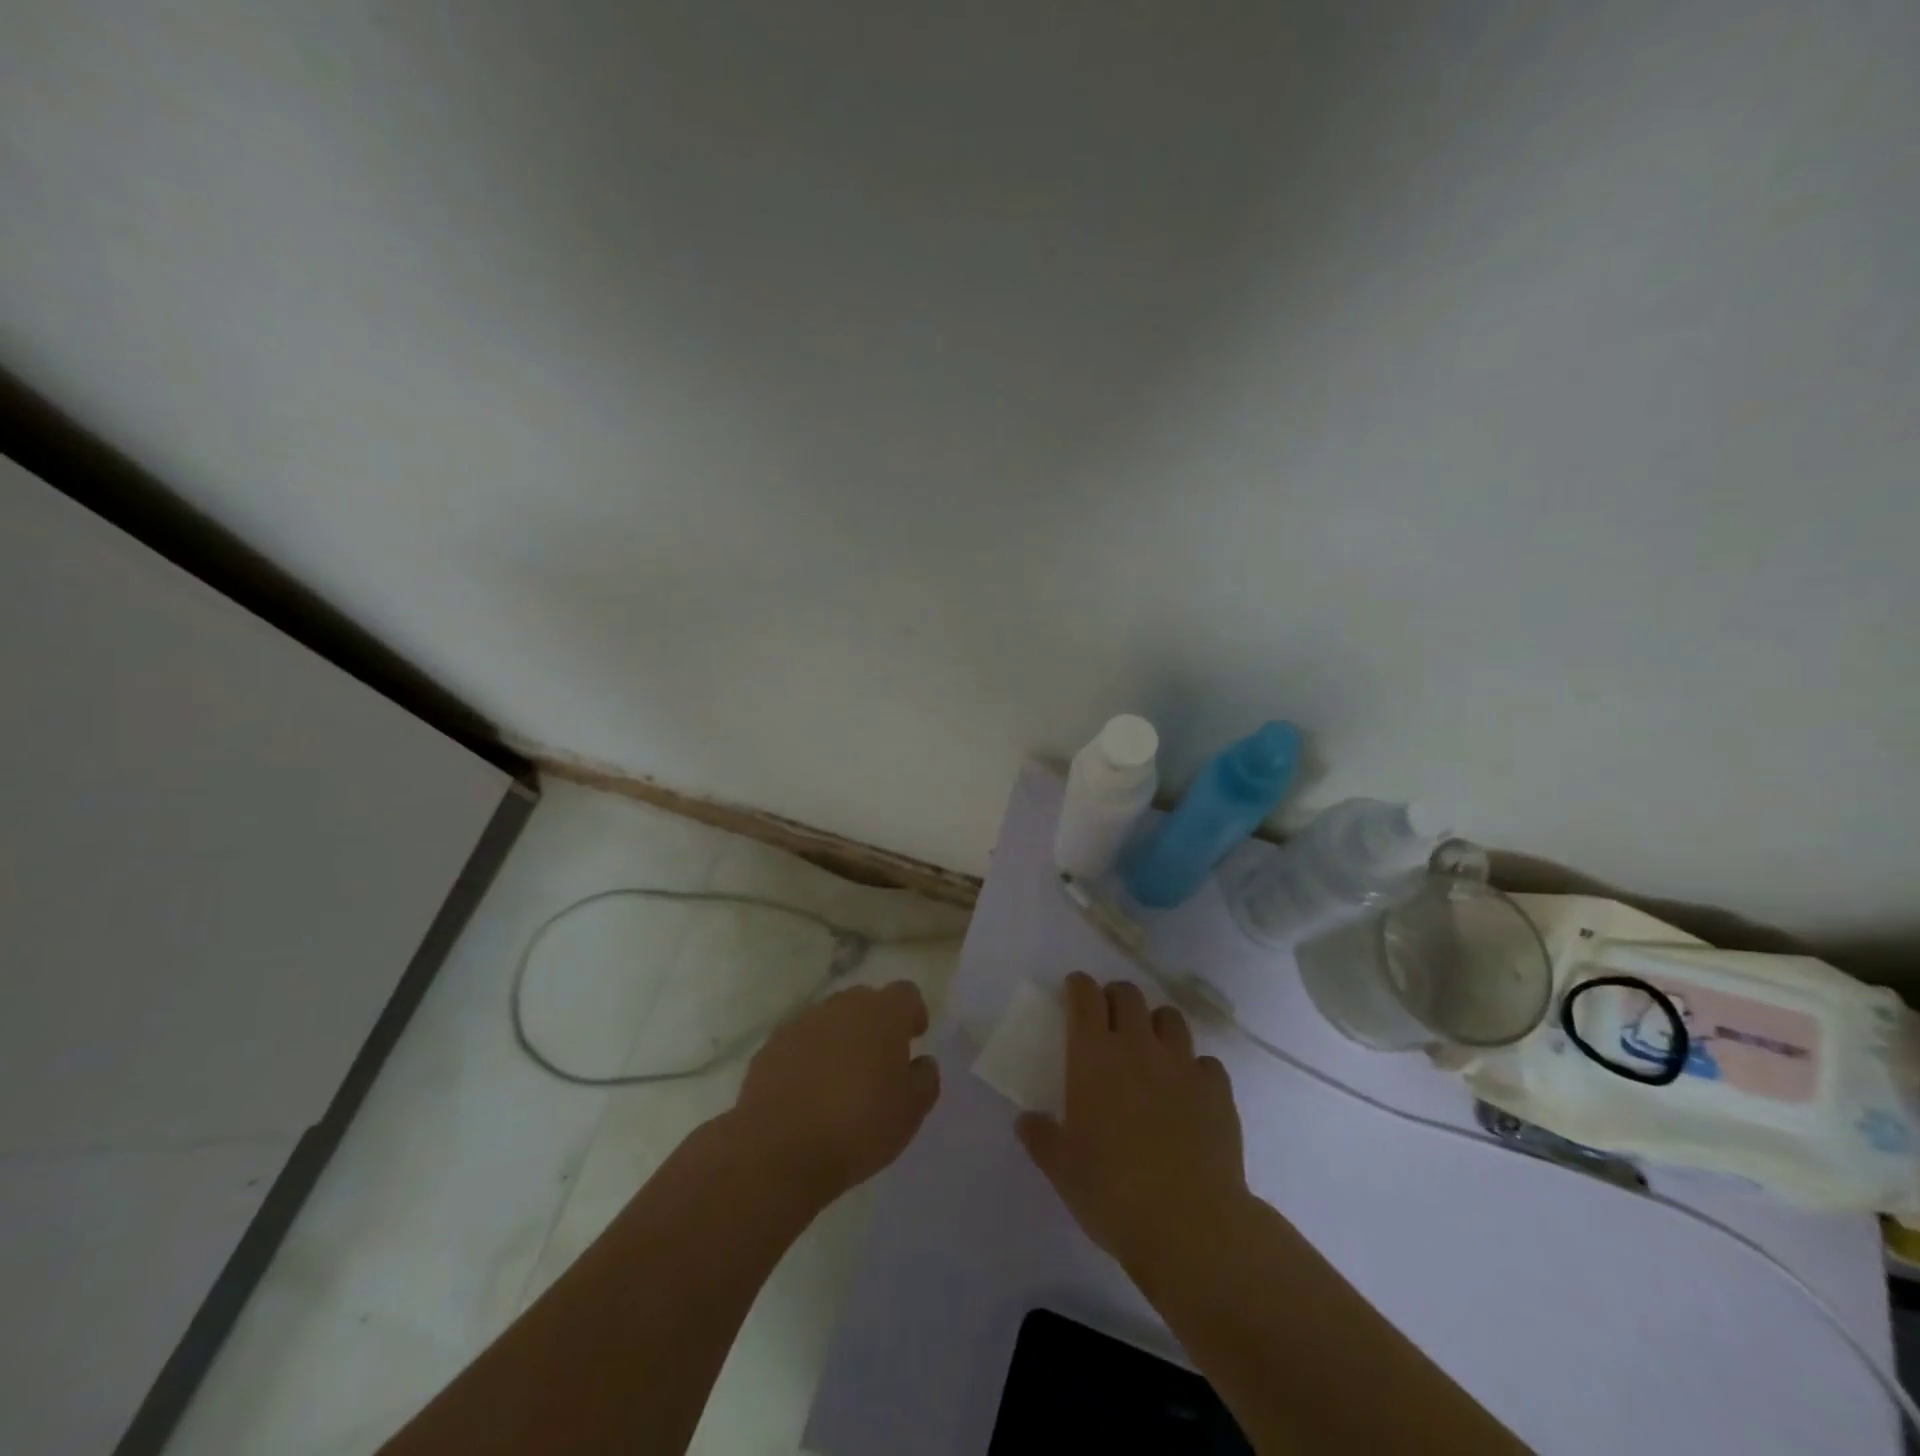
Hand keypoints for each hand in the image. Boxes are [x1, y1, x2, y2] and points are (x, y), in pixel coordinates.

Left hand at [731, 980, 940, 1205]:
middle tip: (879, 1061)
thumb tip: (921, 1062)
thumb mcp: (910, 1112)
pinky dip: (808, 1056)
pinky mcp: (771, 1046)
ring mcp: (802, 1022)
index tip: (914, 1038)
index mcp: (883, 1014)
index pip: (906, 993)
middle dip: (875, 1023)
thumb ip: (924, 1079)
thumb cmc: (858, 1127)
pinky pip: (800, 1041)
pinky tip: (808, 1092)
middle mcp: (842, 1006)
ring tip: (840, 1079)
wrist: (778, 1150)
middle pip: (865, 1001)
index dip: (912, 1013)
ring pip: (830, 1019)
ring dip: (840, 1038)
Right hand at [1017, 974, 1247, 1277]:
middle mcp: (1138, 1046)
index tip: (1075, 990)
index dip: (1079, 987)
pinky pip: (1205, 1061)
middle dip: (1116, 996)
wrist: (1190, 1225)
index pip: (1085, 997)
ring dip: (1156, 1023)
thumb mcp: (1062, 1170)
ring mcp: (1182, 1064)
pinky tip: (1189, 1090)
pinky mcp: (1217, 1089)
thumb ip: (1042, 1139)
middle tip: (1109, 1016)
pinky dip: (1194, 1067)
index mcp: (1094, 1056)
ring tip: (1151, 1046)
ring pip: (1170, 1018)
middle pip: (1128, 995)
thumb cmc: (1112, 1193)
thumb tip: (1027, 1121)